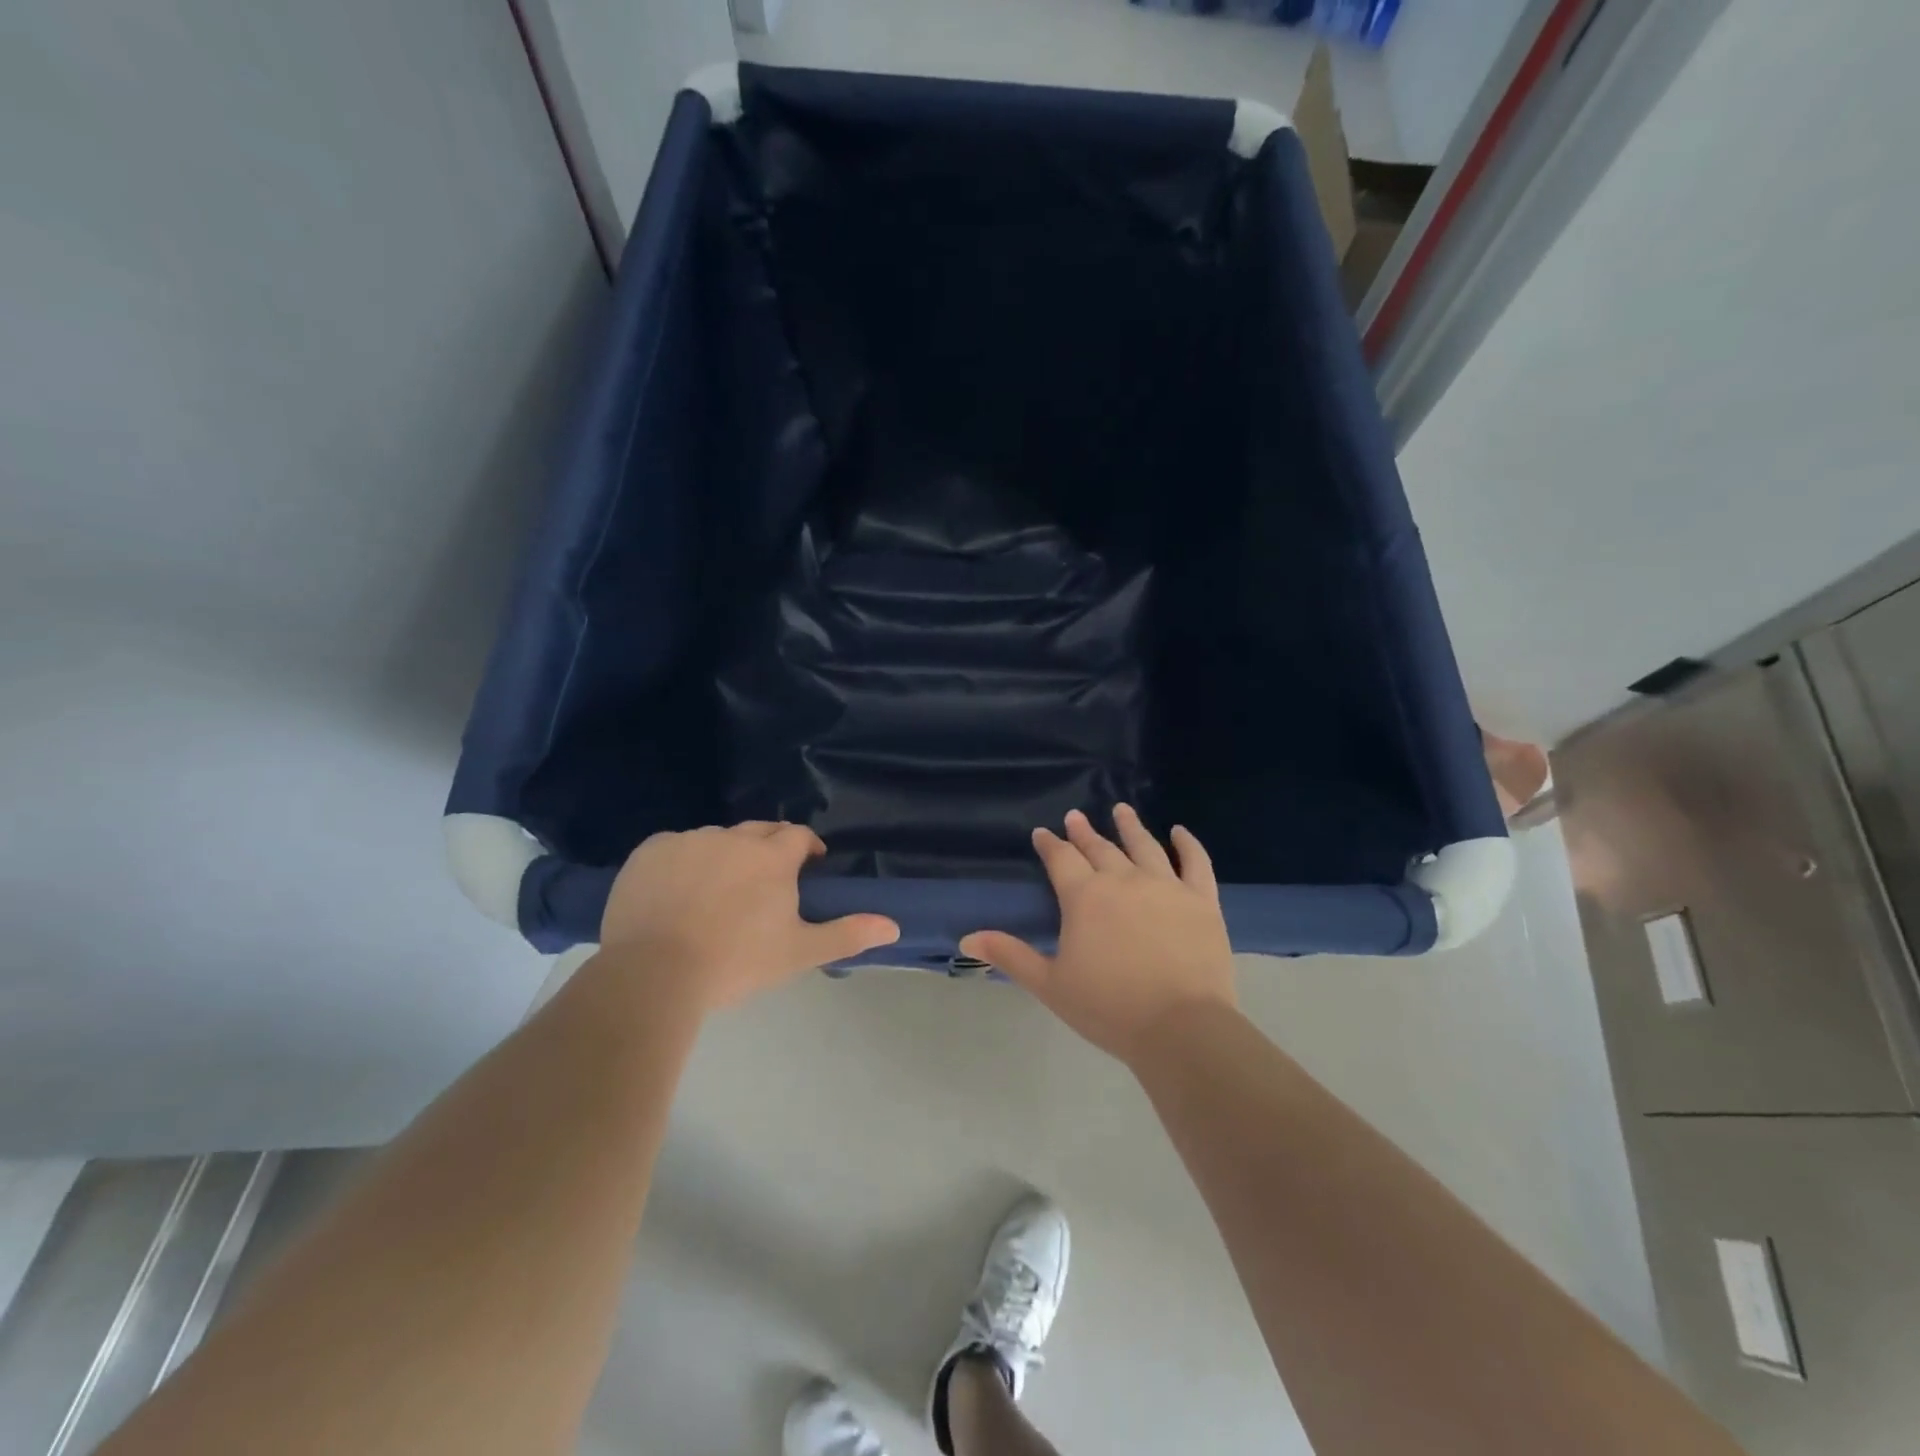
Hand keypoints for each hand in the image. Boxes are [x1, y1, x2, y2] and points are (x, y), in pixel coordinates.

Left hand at [599, 822, 898, 1010]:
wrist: (653, 975)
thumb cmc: (736, 962)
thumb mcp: (798, 952)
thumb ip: (847, 934)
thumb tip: (894, 926)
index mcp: (771, 857)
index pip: (798, 835)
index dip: (807, 848)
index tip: (808, 867)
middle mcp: (732, 838)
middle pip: (759, 831)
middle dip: (768, 848)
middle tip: (765, 883)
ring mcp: (688, 841)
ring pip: (716, 839)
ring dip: (725, 855)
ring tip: (716, 892)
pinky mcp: (649, 851)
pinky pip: (674, 847)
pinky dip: (681, 862)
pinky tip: (675, 893)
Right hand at [961, 805, 1236, 1064]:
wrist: (1181, 1028)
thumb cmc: (1109, 1008)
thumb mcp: (1050, 984)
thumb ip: (1010, 955)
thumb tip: (967, 937)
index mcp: (1085, 896)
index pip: (1061, 859)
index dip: (1050, 844)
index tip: (1042, 833)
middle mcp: (1124, 880)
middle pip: (1100, 848)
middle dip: (1084, 832)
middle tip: (1075, 816)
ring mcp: (1166, 886)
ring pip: (1144, 846)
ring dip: (1130, 826)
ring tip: (1121, 809)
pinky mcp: (1202, 900)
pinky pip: (1195, 862)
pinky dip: (1187, 845)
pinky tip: (1180, 832)